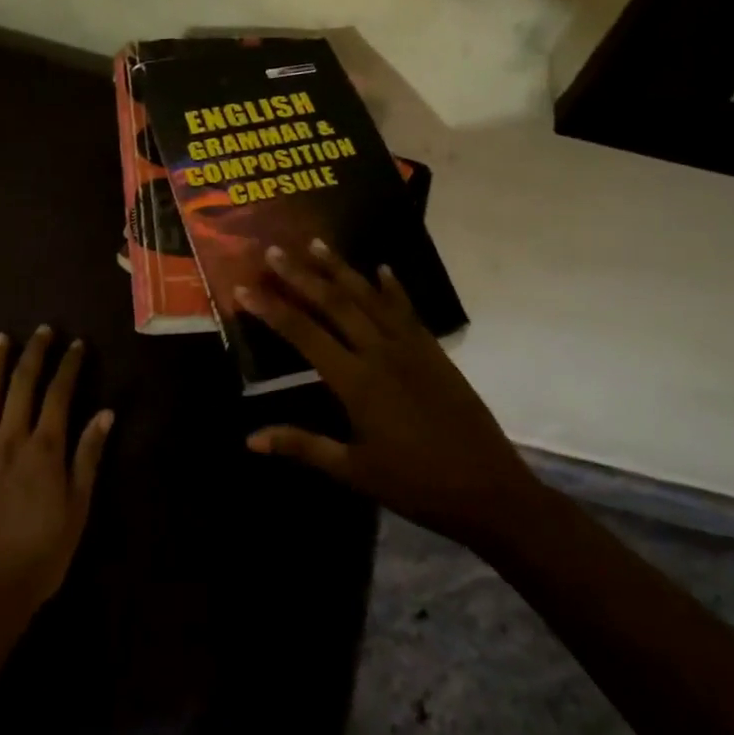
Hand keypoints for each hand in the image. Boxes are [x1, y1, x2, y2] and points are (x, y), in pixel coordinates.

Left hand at [0, 327, 113, 623]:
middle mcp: (10, 439)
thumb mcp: (78, 509)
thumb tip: (106, 413)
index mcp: (45, 449)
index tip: (77, 345)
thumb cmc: (41, 555)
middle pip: (22, 385)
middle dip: (35, 353)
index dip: (69, 366)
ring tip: (1, 338)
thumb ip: (88, 457)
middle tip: (43, 331)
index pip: (60, 394)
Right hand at [239, 242, 540, 547]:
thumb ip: (302, 446)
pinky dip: (393, 288)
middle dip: (300, 276)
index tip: (244, 288)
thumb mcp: (353, 471)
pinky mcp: (434, 351)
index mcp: (356, 381)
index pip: (304, 334)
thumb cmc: (415, 484)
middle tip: (274, 250)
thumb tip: (250, 439)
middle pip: (334, 303)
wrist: (488, 491)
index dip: (271, 309)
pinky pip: (408, 310)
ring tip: (316, 243)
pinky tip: (382, 269)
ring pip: (369, 298)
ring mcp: (411, 347)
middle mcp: (380, 353)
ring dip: (341, 269)